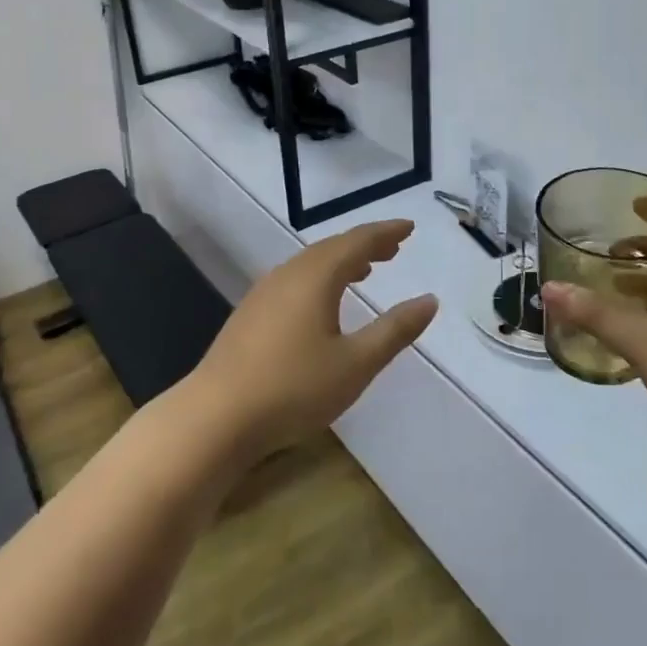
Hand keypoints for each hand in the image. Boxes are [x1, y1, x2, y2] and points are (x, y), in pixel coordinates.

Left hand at [178, 219, 437, 462]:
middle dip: (365, 245)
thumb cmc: (293, 388)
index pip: (357, 242)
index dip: (385, 232)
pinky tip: (322, 304)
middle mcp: (288, 275)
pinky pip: (294, 280)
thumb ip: (394, 330)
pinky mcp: (250, 314)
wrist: (216, 417)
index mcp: (315, 277)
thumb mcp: (355, 364)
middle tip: (393, 248)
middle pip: (332, 248)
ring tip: (365, 271)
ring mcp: (264, 293)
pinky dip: (319, 279)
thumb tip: (429, 300)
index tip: (409, 228)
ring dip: (341, 262)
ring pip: (310, 264)